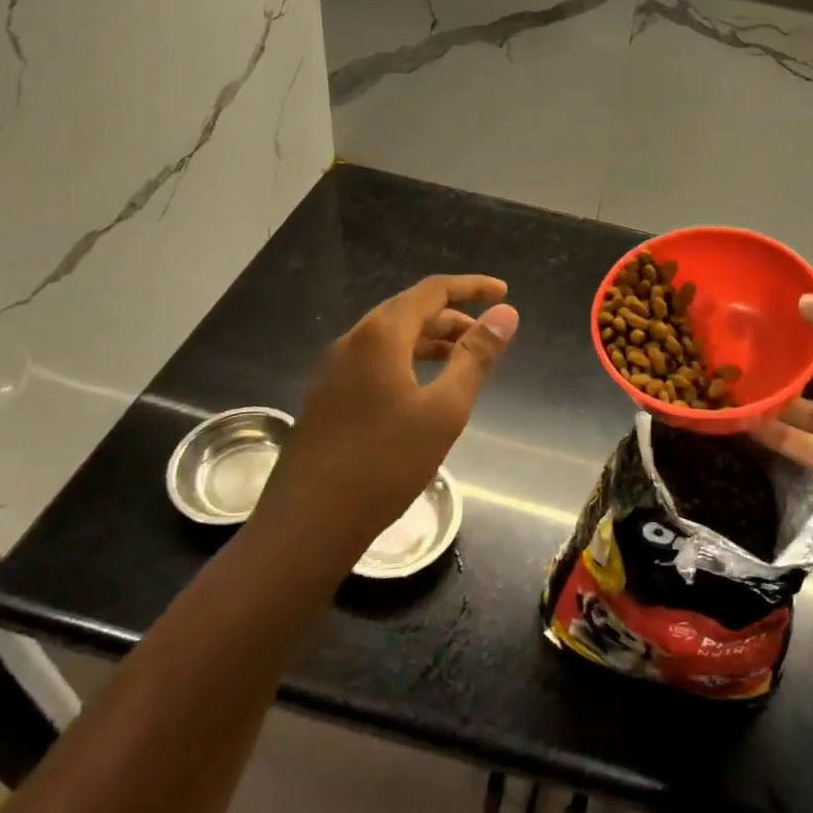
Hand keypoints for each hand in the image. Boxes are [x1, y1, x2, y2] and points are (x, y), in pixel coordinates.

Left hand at [258, 275, 517, 563]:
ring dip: (429, 340)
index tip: (503, 292)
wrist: (307, 525)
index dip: (471, 287)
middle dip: (452, 316)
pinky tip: (421, 390)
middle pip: (409, 311)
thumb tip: (506, 314)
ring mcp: (333, 370)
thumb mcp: (444, 410)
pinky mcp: (326, 398)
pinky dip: (407, 361)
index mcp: (380, 335)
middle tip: (487, 334)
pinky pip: (374, 362)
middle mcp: (352, 341)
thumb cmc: (385, 463)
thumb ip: (476, 357)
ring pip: (389, 338)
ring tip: (462, 360)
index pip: (432, 290)